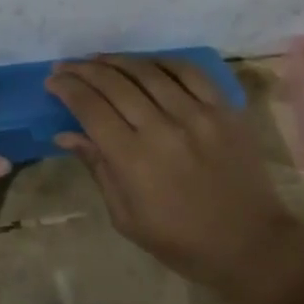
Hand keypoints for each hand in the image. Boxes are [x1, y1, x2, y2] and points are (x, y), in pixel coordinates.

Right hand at [47, 56, 303, 303]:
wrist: (251, 244)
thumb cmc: (181, 241)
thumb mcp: (126, 217)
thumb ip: (97, 168)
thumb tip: (66, 134)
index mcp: (134, 159)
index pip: (90, 108)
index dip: (67, 89)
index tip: (52, 82)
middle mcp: (163, 127)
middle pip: (114, 83)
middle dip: (83, 70)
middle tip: (66, 66)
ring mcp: (197, 114)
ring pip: (148, 71)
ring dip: (116, 61)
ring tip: (97, 59)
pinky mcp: (224, 109)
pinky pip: (189, 72)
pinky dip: (162, 62)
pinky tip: (145, 63)